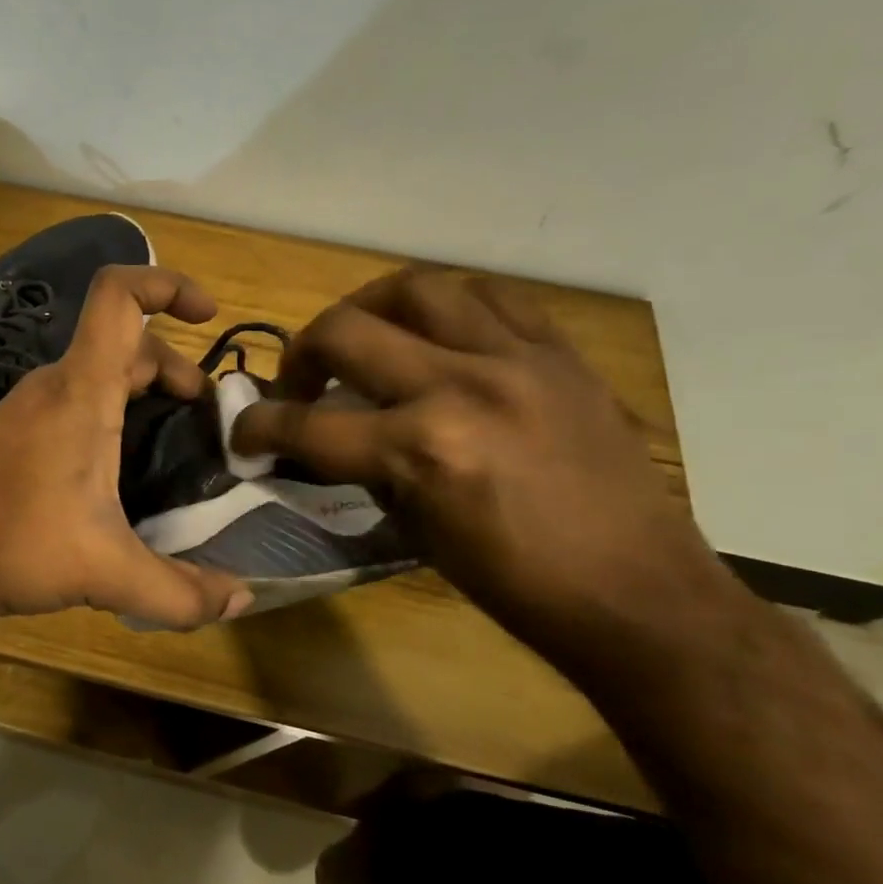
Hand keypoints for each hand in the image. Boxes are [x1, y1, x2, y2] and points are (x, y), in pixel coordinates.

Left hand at [0, 266, 255, 629]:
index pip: (119, 297)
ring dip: (142, 393)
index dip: (167, 284)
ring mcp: (27, 408)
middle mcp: (54, 385)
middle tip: (205, 416)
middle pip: (123, 344)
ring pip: (97, 375)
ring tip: (174, 442)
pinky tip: (119, 471)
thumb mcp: (102, 571)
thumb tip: (241, 602)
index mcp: (81, 391)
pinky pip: (74, 403)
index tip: (209, 314)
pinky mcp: (11, 434)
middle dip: (174, 367)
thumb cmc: (6, 542)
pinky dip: (110, 414)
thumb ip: (178, 593)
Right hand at [231, 268, 744, 670]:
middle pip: (344, 331)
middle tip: (300, 380)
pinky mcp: (560, 355)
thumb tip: (324, 437)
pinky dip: (450, 306)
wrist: (640, 595)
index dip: (258, 428)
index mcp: (422, 450)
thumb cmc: (515, 584)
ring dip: (369, 308)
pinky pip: (493, 298)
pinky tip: (440, 331)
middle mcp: (462, 388)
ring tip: (364, 335)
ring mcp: (517, 361)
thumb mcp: (414, 531)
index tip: (242, 432)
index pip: (308, 424)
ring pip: (417, 288)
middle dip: (300, 354)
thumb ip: (364, 468)